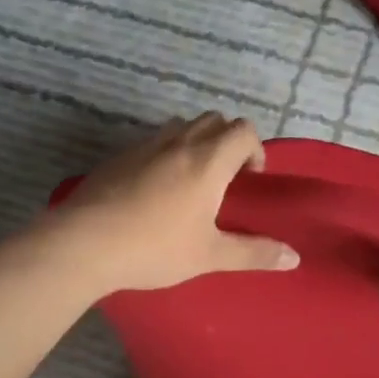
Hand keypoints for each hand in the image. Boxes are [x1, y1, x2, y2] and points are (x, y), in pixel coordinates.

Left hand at [52, 113, 299, 293]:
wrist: (84, 243)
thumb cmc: (155, 248)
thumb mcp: (210, 256)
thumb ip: (254, 254)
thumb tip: (294, 258)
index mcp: (208, 160)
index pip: (243, 131)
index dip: (255, 149)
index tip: (251, 179)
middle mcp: (179, 142)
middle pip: (214, 119)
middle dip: (228, 140)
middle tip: (226, 178)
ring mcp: (145, 145)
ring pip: (182, 126)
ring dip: (197, 142)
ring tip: (192, 180)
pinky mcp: (119, 156)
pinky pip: (153, 141)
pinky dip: (166, 153)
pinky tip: (155, 190)